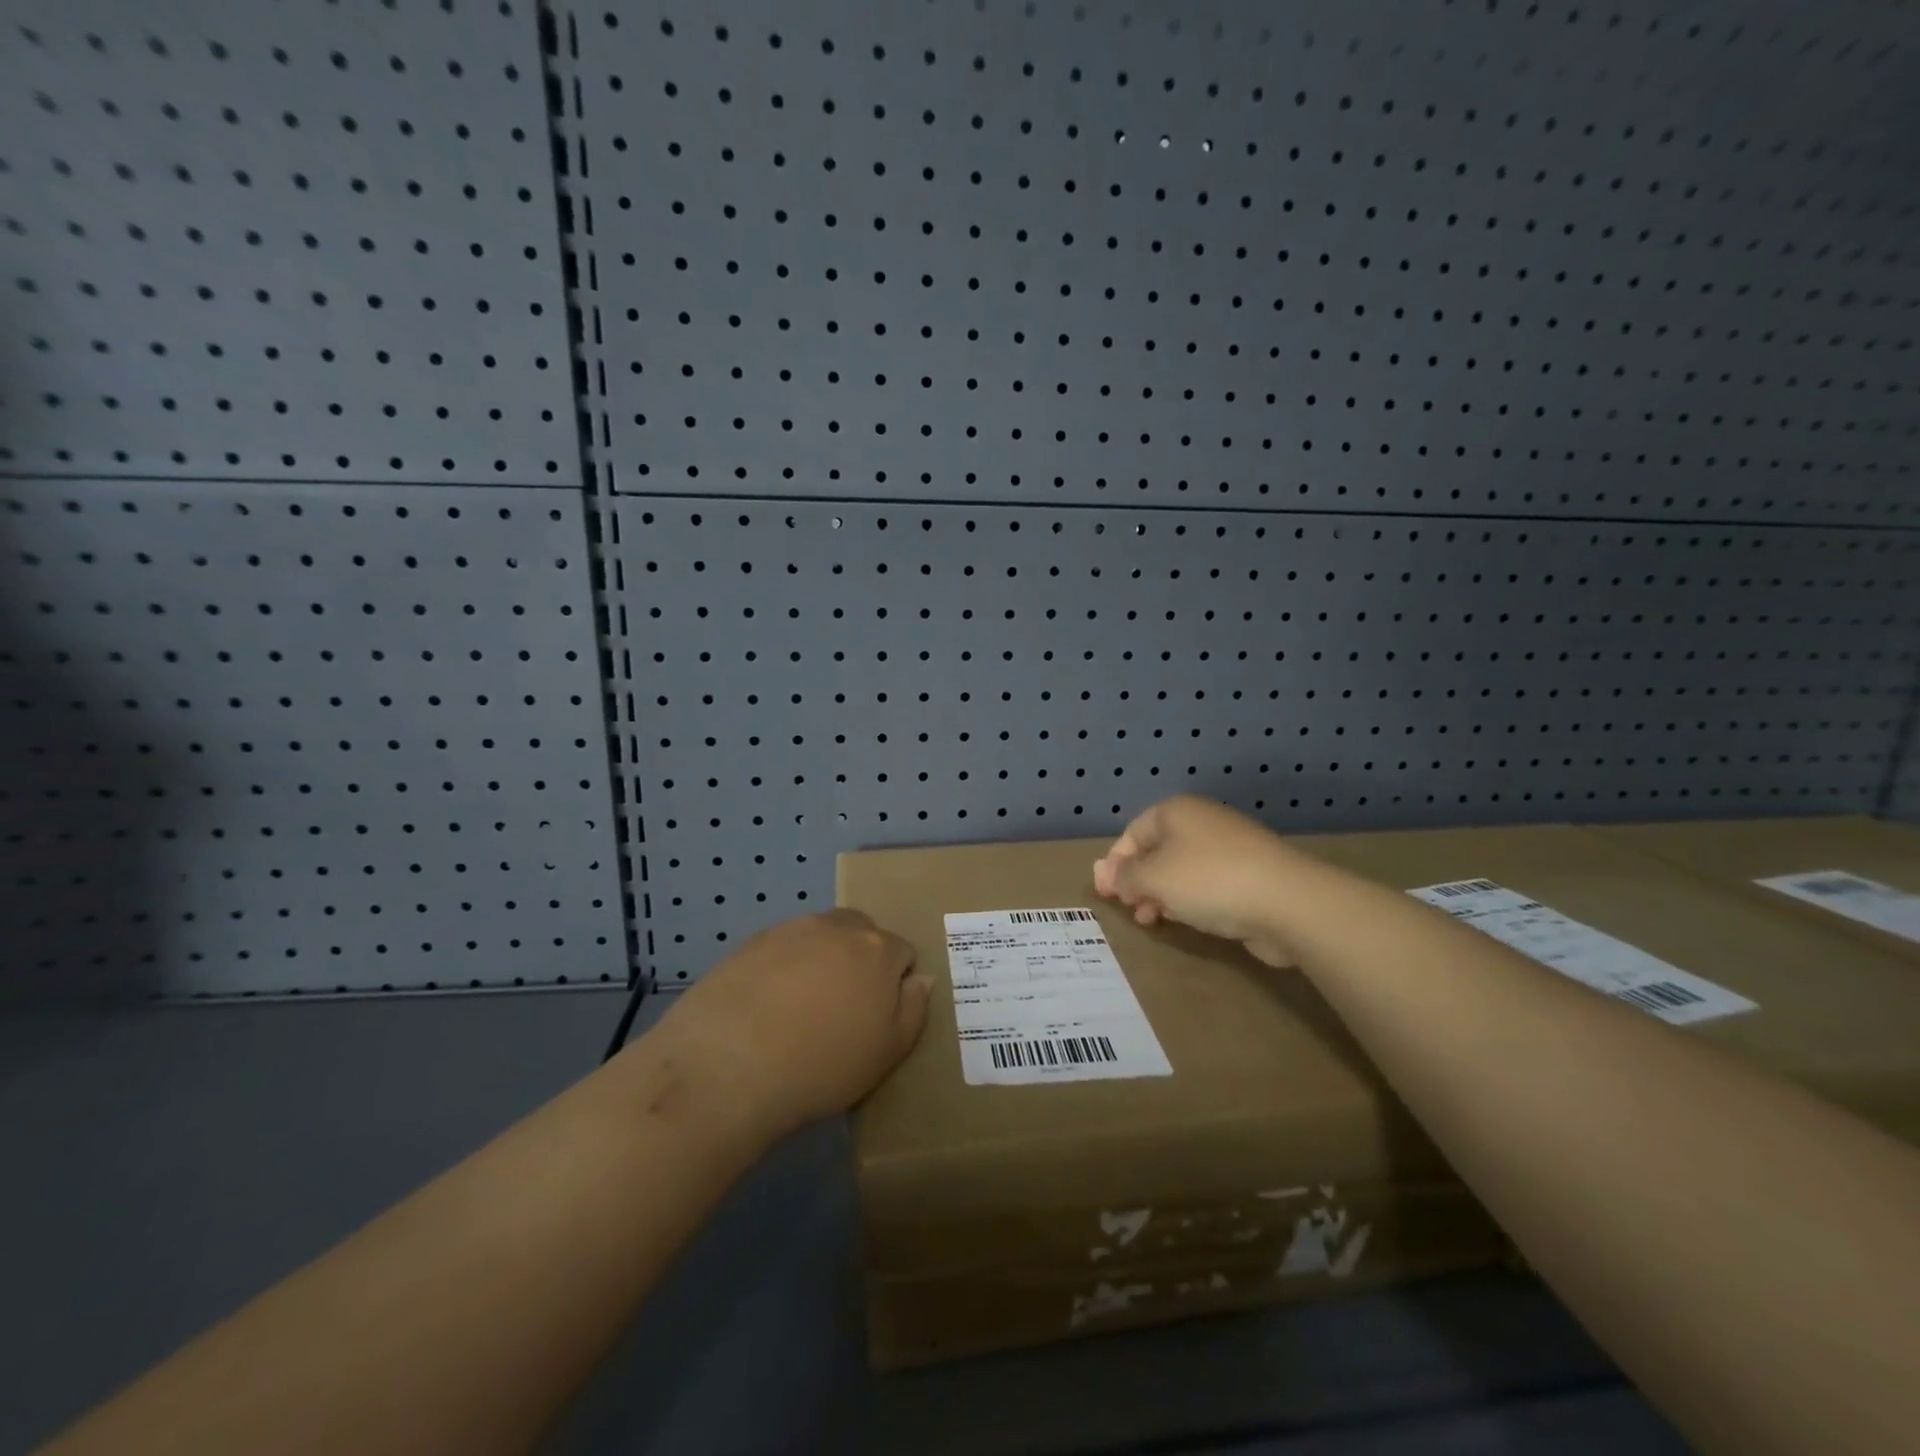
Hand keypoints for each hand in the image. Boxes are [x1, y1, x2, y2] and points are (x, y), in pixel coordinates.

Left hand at [656, 910, 932, 1137]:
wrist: (728, 1064)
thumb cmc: (822, 1065)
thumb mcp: (887, 1053)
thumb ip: (913, 1010)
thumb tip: (920, 979)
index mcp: (878, 950)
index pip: (903, 952)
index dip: (896, 983)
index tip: (879, 1016)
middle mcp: (837, 927)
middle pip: (862, 932)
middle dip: (861, 959)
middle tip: (843, 1007)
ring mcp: (791, 930)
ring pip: (820, 936)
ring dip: (821, 960)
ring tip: (800, 1008)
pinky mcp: (750, 942)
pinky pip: (781, 948)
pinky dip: (782, 967)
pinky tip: (765, 1006)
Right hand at [1093, 795, 1296, 966]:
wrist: (1288, 902)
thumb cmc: (1209, 880)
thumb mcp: (1153, 877)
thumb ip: (1125, 876)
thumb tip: (1106, 873)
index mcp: (1176, 811)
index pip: (1133, 832)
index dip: (1115, 863)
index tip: (1106, 894)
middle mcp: (1202, 823)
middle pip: (1157, 850)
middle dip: (1137, 880)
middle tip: (1128, 907)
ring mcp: (1229, 848)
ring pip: (1181, 869)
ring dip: (1160, 893)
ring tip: (1151, 919)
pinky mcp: (1249, 875)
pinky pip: (1206, 884)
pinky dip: (1189, 899)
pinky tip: (1185, 919)